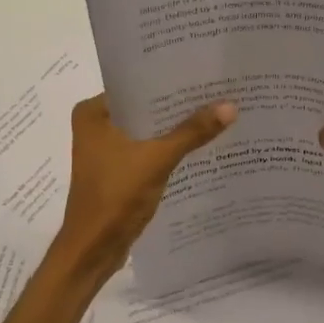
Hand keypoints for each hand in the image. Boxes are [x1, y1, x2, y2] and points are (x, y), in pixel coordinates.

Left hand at [54, 94, 236, 278]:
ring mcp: (106, 151)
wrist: (93, 250)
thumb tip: (230, 106)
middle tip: (217, 91)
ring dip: (175, 129)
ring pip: (148, 131)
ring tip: (215, 114)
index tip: (203, 72)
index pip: (136, 85)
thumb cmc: (115, 197)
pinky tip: (200, 146)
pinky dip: (168, 150)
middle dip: (177, 106)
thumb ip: (192, 132)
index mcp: (93, 112)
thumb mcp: (157, 159)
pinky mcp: (117, 172)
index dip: (169, 80)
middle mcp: (96, 126)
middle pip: (145, 108)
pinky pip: (148, 152)